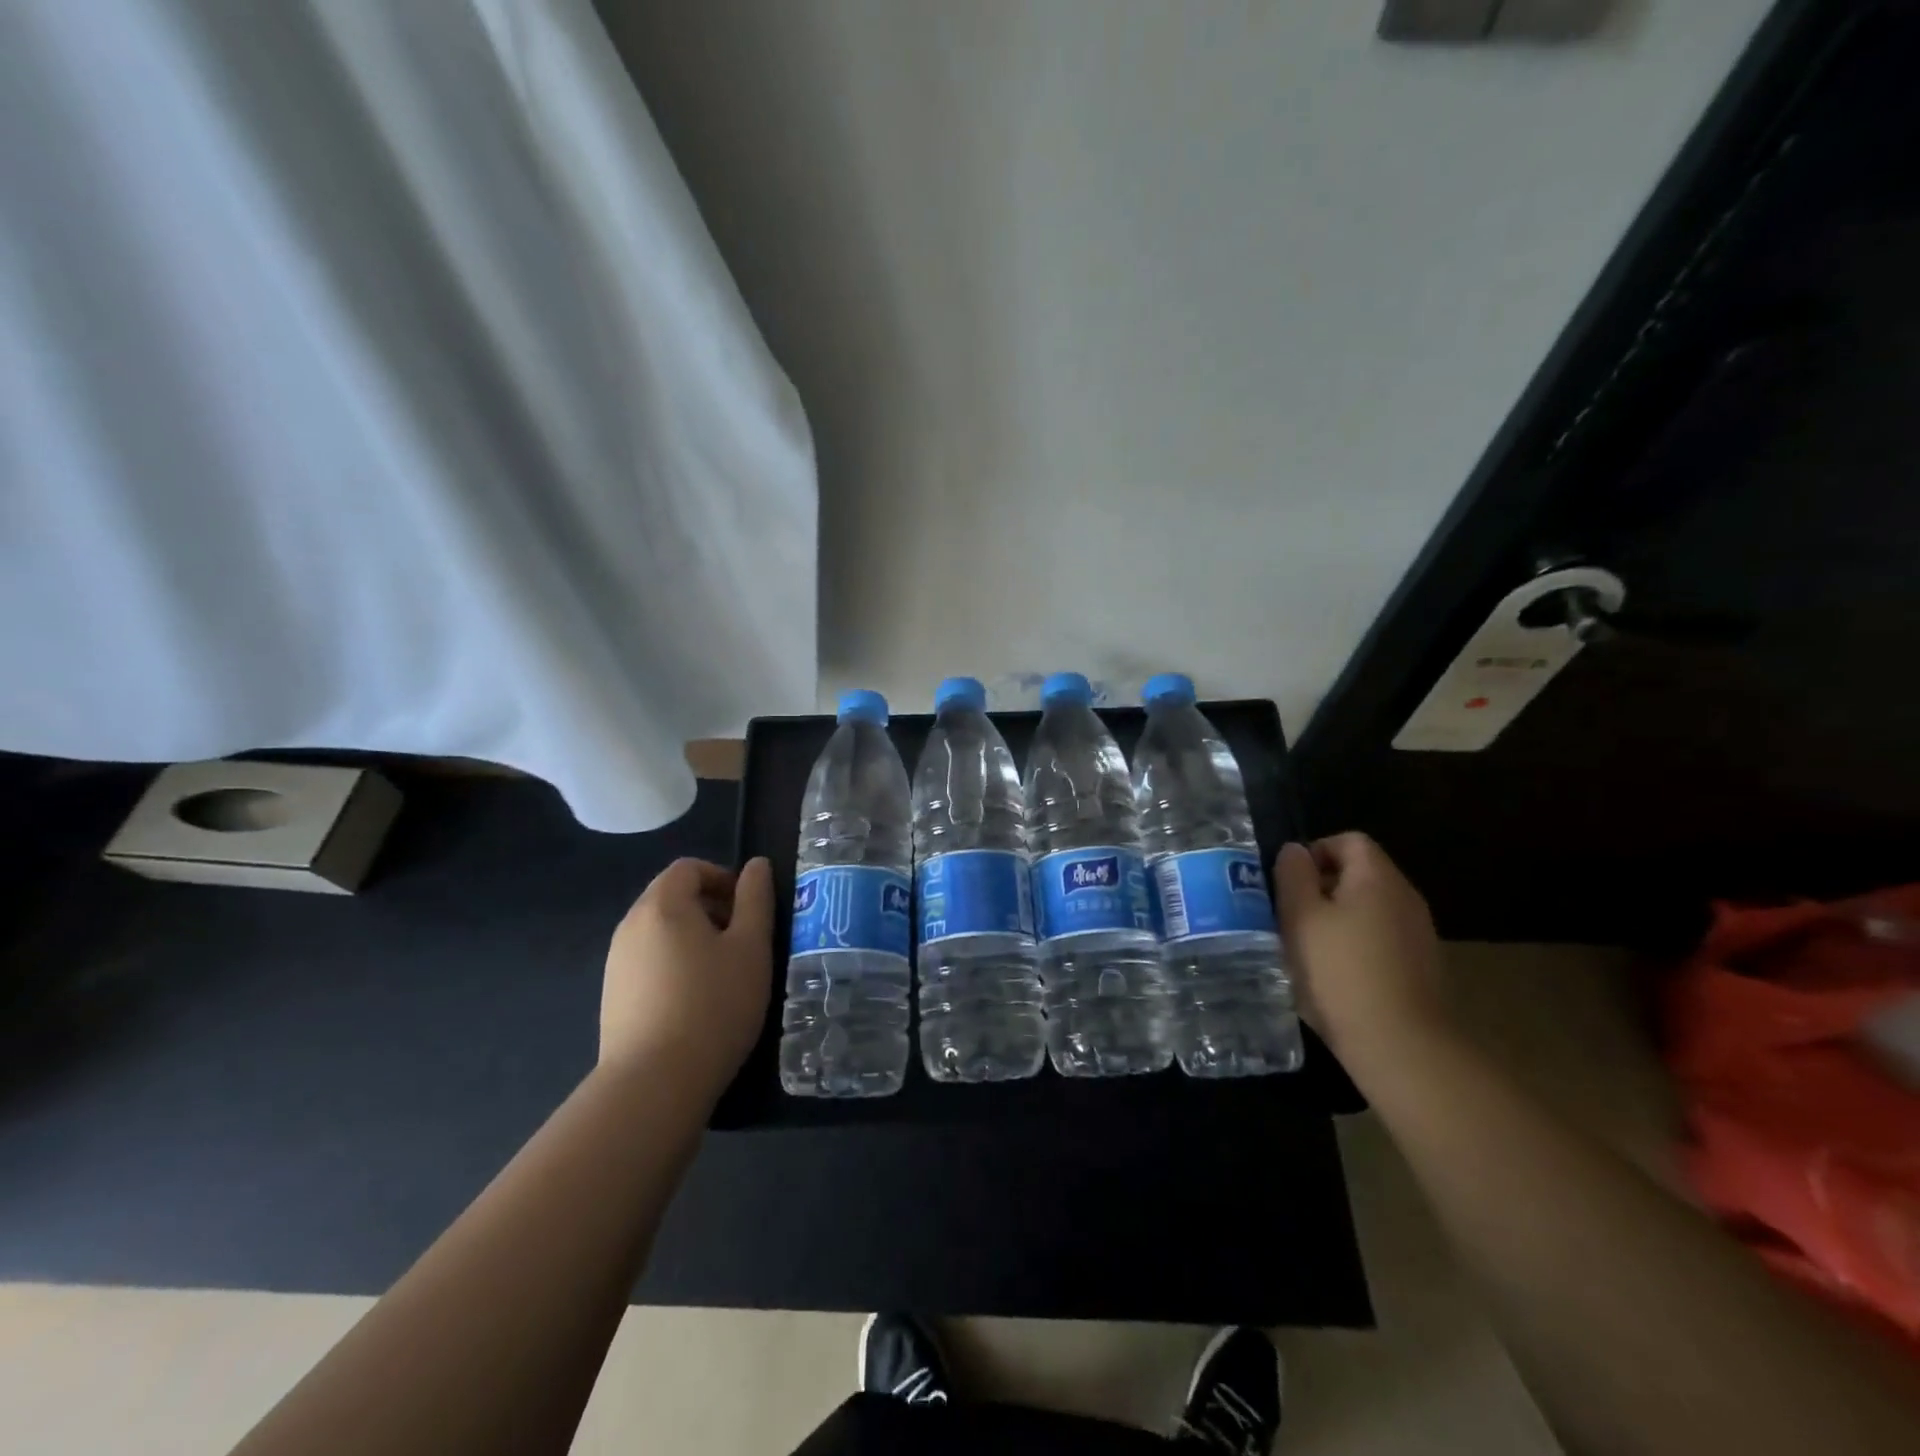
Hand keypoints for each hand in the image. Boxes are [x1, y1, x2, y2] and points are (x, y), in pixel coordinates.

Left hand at [600, 857, 773, 1097]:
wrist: (654, 1083)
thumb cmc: (714, 1004)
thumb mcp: (751, 947)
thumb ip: (756, 899)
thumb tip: (757, 865)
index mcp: (663, 905)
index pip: (688, 868)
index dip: (722, 878)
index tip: (748, 909)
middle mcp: (630, 925)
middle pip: (671, 897)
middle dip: (709, 908)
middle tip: (742, 941)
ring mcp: (615, 963)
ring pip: (659, 931)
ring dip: (692, 938)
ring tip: (722, 974)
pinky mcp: (611, 997)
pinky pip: (647, 962)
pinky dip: (673, 965)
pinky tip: (695, 1002)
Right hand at [1274, 833, 1447, 1065]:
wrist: (1401, 1046)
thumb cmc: (1340, 971)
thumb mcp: (1300, 917)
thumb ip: (1293, 875)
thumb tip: (1294, 850)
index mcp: (1377, 878)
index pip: (1348, 840)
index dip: (1314, 851)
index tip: (1288, 882)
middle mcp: (1405, 897)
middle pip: (1360, 873)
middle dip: (1321, 887)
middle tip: (1289, 914)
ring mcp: (1419, 934)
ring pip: (1369, 908)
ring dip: (1337, 918)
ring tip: (1307, 947)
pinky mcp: (1421, 967)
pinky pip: (1381, 938)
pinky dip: (1356, 945)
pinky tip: (1335, 975)